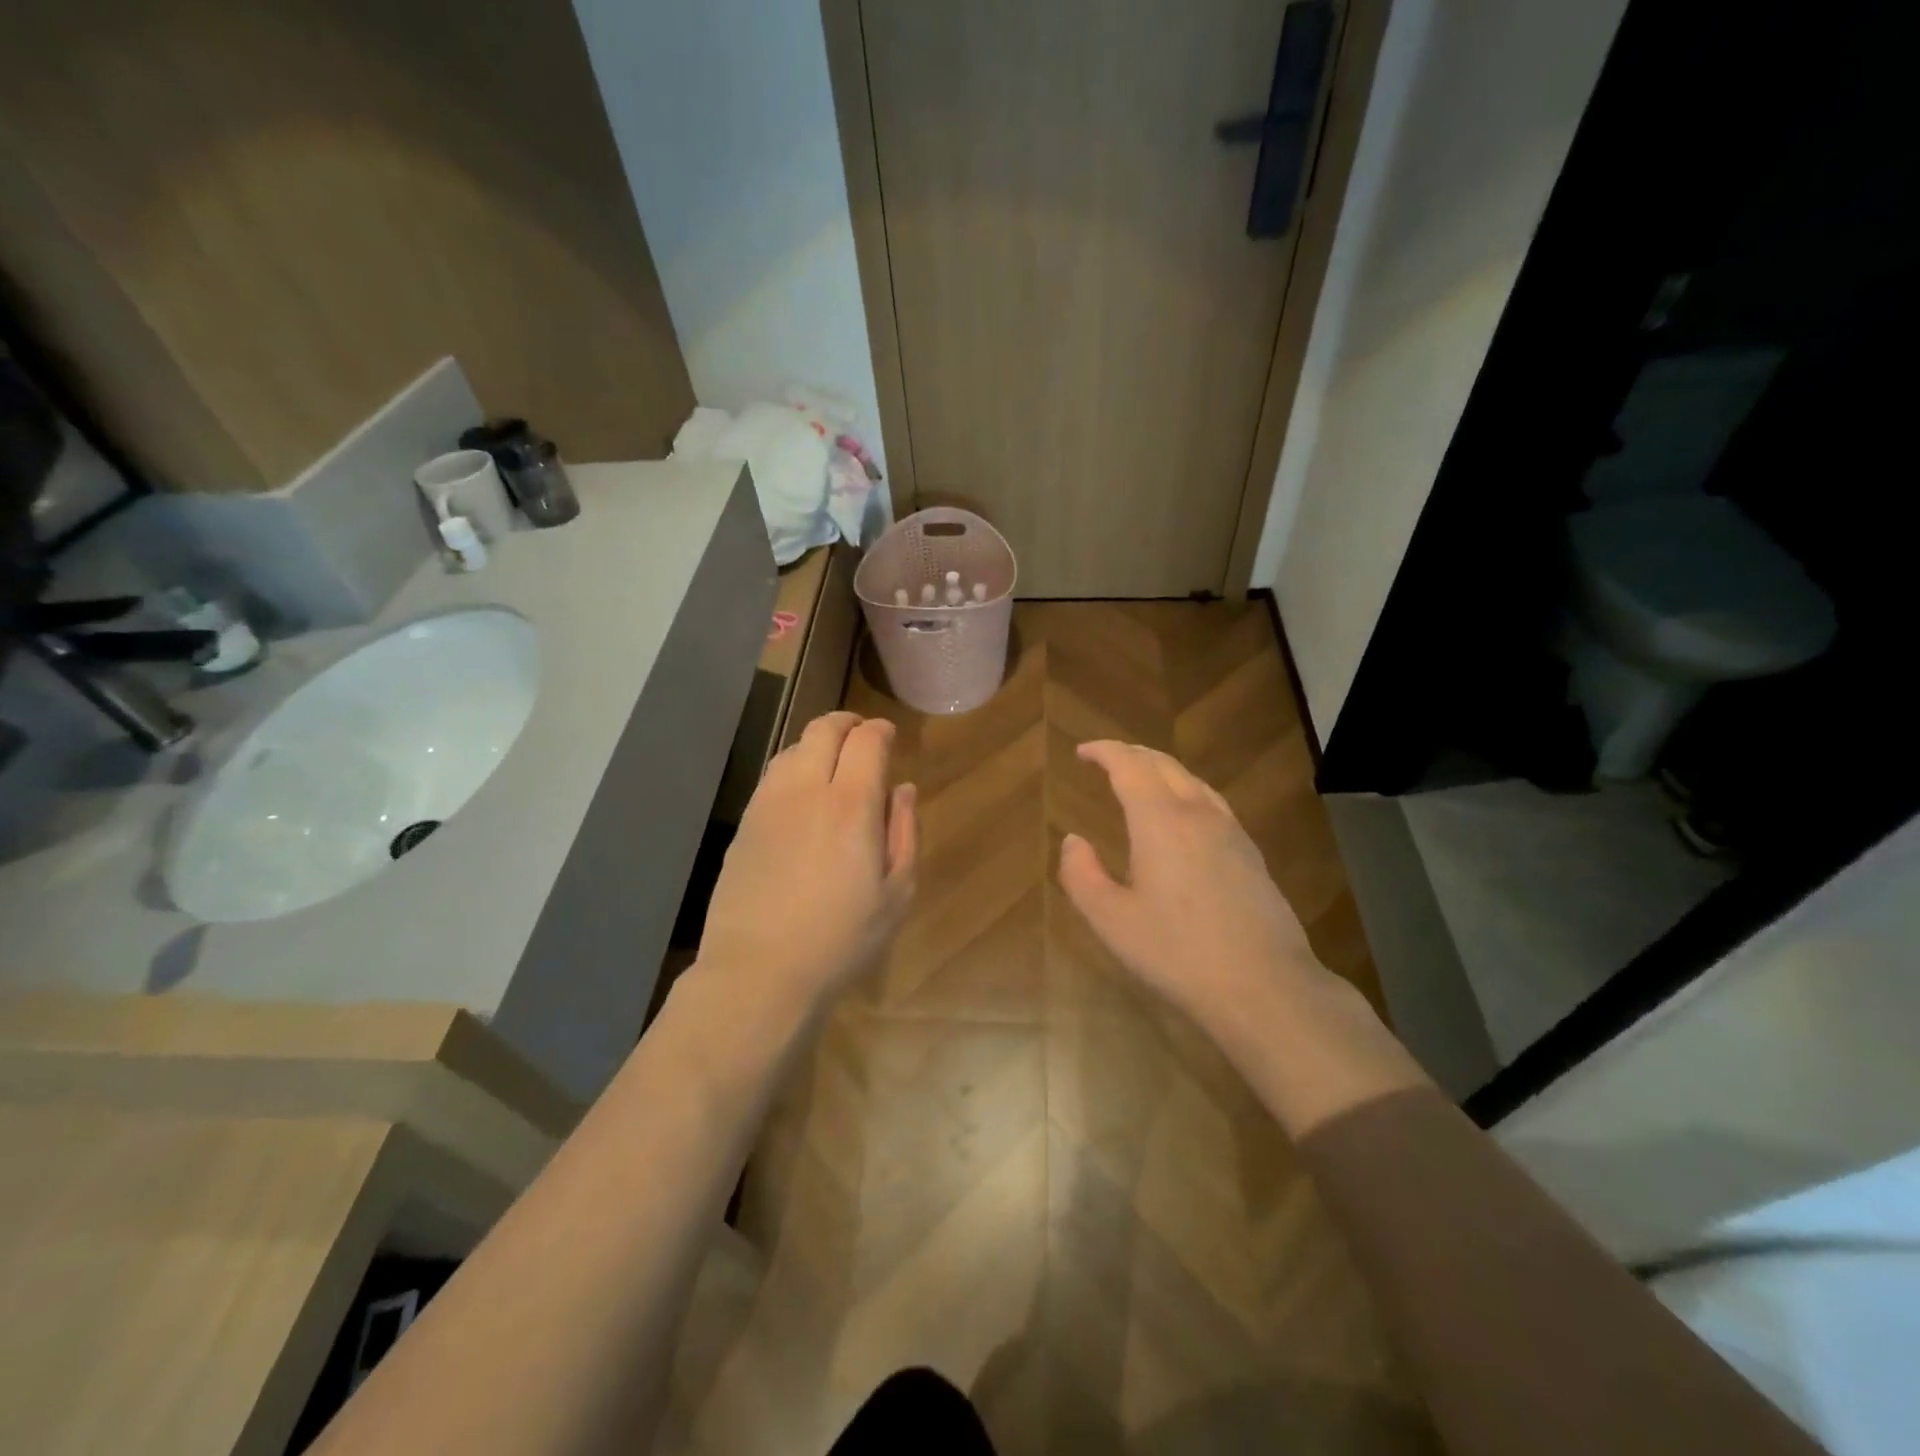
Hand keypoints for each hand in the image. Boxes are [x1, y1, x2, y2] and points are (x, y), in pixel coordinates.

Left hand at [696, 712, 916, 1015]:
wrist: (759, 971)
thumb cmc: (841, 939)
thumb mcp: (896, 893)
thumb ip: (904, 832)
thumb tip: (903, 789)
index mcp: (851, 804)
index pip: (866, 741)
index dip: (881, 731)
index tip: (889, 737)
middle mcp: (806, 790)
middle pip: (823, 729)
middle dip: (848, 723)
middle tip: (863, 736)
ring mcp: (768, 804)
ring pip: (793, 748)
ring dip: (817, 743)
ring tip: (832, 764)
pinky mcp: (745, 824)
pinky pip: (772, 777)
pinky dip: (793, 768)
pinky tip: (802, 796)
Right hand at [1058, 741, 1330, 1034]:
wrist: (1264, 986)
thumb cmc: (1177, 953)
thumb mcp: (1111, 920)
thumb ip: (1082, 875)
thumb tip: (1074, 841)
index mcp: (1160, 821)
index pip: (1129, 765)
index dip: (1104, 752)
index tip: (1082, 753)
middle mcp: (1197, 814)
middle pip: (1163, 764)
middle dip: (1131, 754)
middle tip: (1106, 759)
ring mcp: (1230, 831)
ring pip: (1192, 780)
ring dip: (1160, 770)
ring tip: (1140, 780)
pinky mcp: (1250, 853)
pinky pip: (1211, 802)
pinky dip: (1185, 791)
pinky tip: (1182, 816)